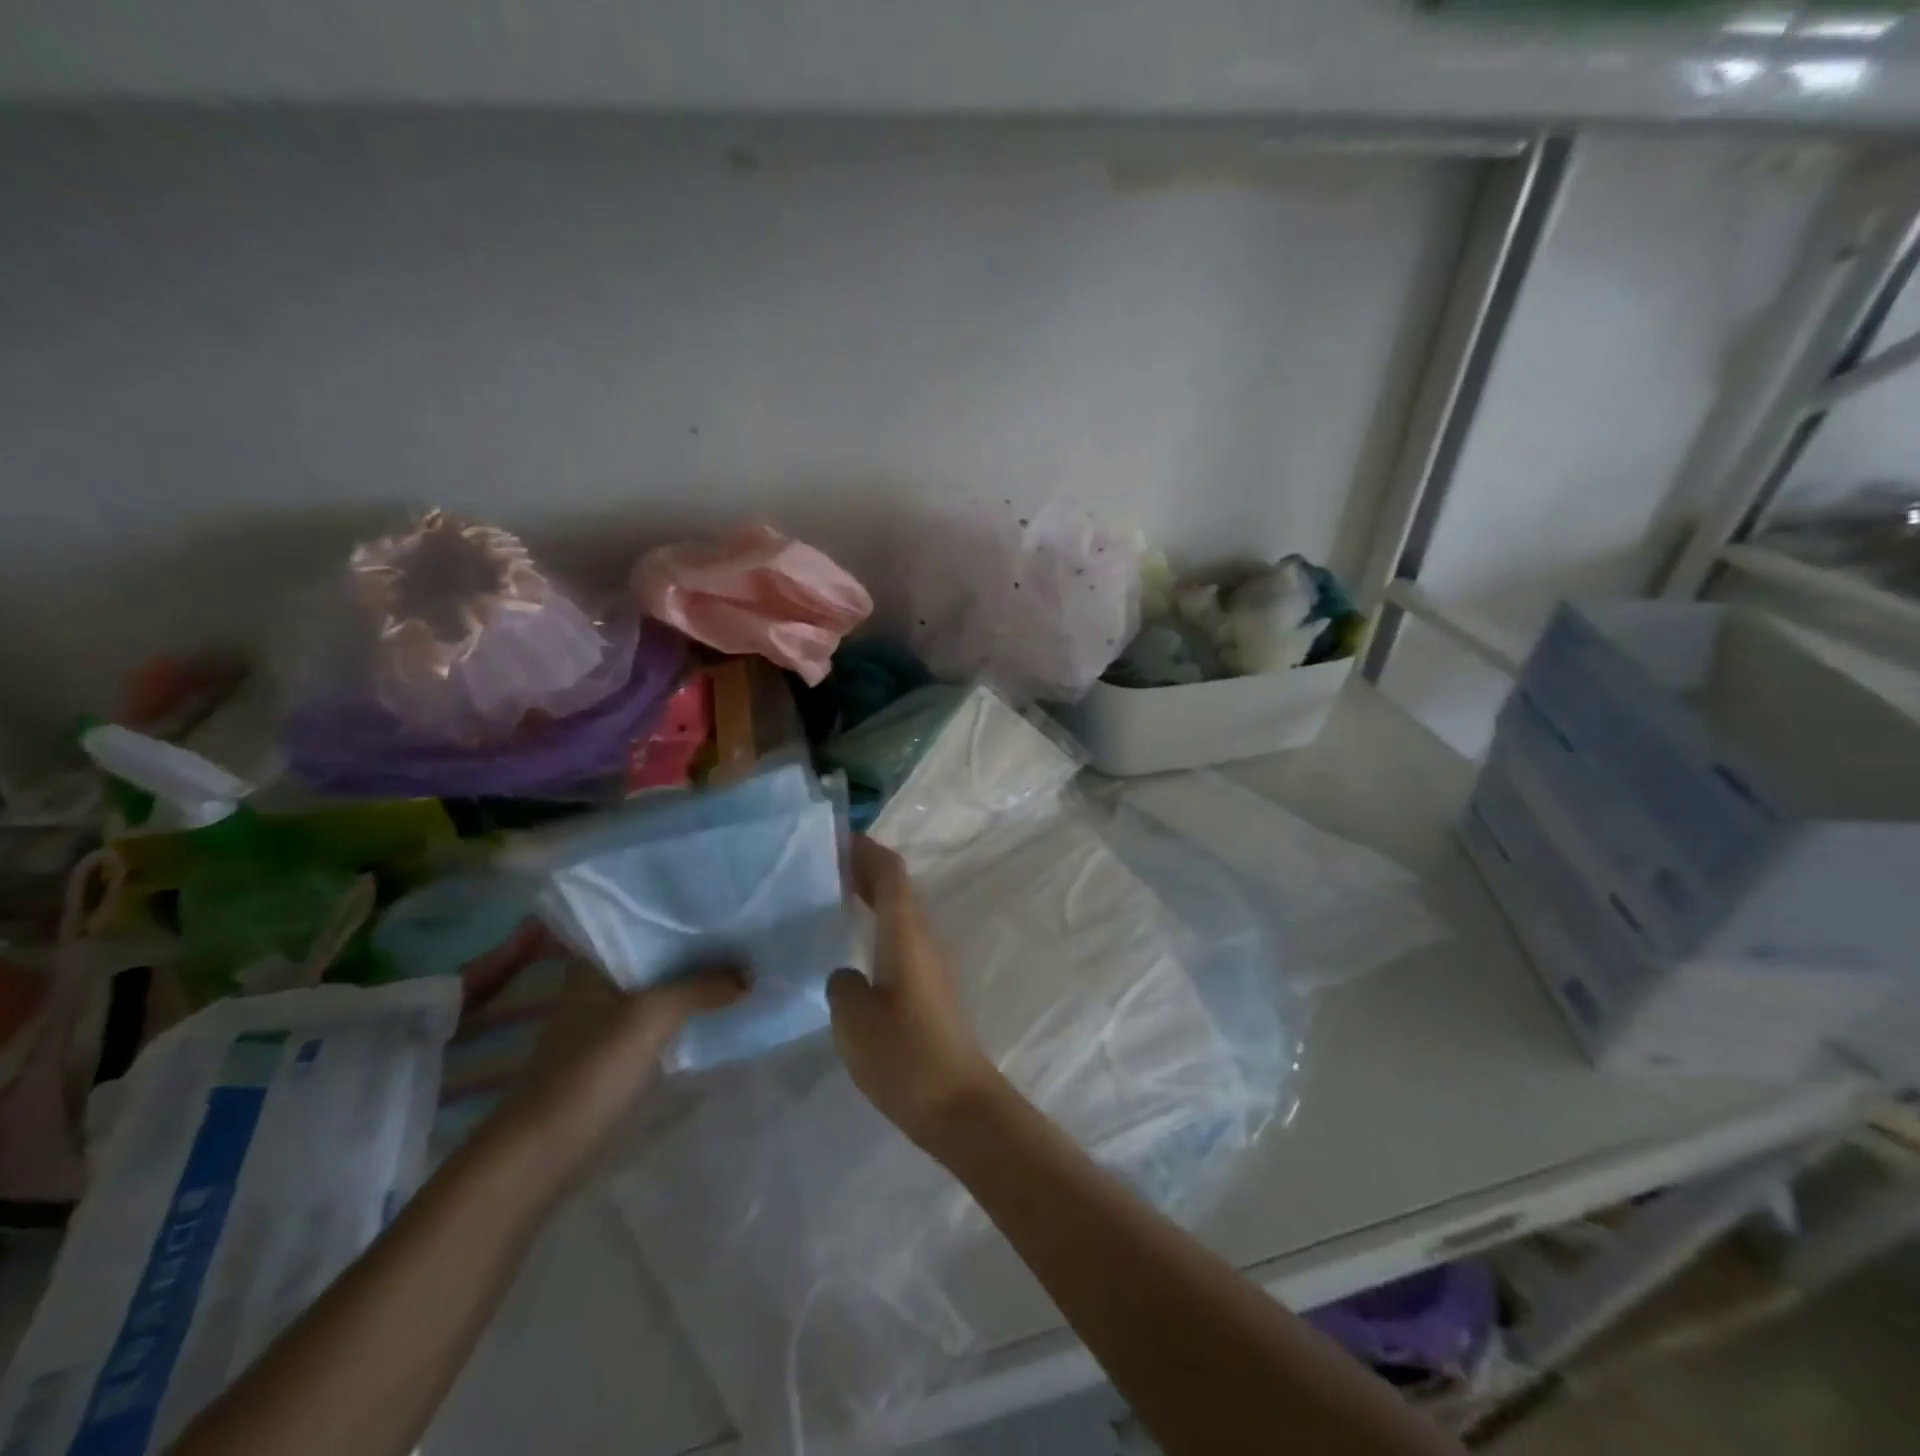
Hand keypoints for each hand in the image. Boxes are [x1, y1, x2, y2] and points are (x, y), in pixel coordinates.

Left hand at [462, 922, 747, 1182]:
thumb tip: (749, 975)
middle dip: (696, 945)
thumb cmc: (590, 1071)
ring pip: (662, 987)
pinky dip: (690, 1011)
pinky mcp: (621, 1054)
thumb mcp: (651, 1016)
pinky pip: (664, 1019)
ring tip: (744, 960)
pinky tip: (722, 1006)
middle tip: (744, 927)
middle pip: (656, 955)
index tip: (719, 898)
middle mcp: (600, 985)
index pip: (638, 922)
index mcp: (594, 965)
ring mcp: (610, 1021)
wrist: (545, 1153)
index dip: (678, 910)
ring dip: (696, 979)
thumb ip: (701, 987)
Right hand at [827, 838, 1003, 1146]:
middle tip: (825, 864)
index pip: (890, 874)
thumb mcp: (854, 1019)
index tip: (837, 837)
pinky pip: (901, 939)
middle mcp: (923, 939)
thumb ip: (842, 986)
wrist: (957, 1105)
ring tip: (833, 897)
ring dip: (872, 898)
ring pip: (900, 914)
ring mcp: (931, 965)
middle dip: (865, 870)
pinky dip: (877, 926)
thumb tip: (846, 975)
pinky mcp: (930, 990)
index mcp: (906, 933)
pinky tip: (854, 946)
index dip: (866, 850)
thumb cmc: (904, 1055)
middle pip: (897, 889)